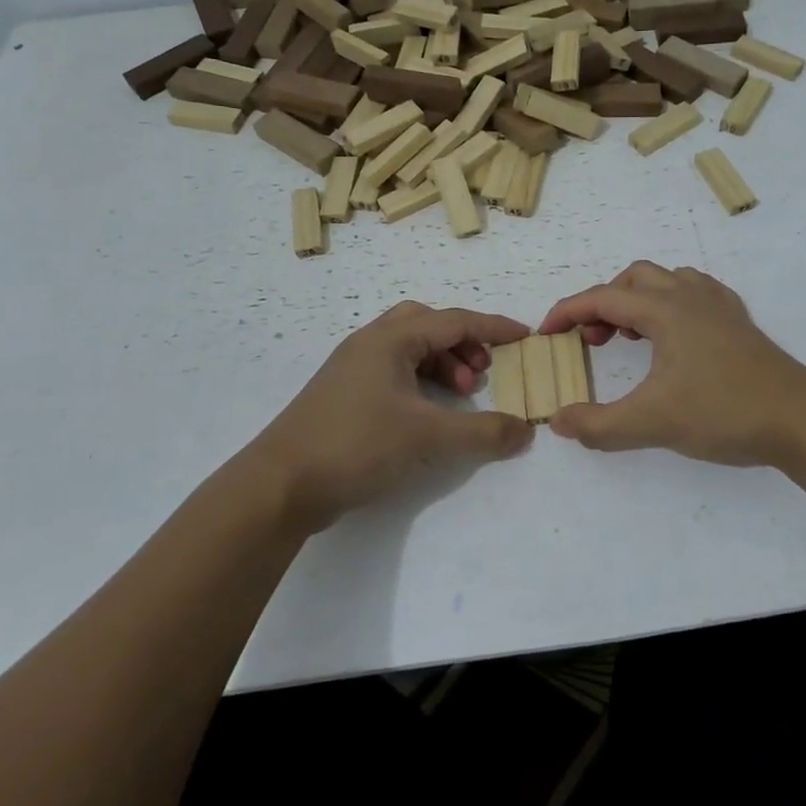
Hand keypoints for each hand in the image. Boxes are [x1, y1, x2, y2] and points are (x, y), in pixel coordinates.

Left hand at [236, 302, 533, 530]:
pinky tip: (427, 413)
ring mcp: (352, 369)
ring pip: (408, 349)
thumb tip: (525, 431)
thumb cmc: (356, 444)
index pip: (454, 320)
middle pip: (427, 325)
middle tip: (481, 373)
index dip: (493, 327)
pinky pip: (393, 371)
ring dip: (441, 364)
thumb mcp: (427, 436)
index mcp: (389, 340)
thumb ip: (482, 432)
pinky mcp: (343, 396)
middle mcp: (369, 344)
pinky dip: (420, 382)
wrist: (280, 484)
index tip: (525, 336)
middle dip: (462, 343)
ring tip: (459, 396)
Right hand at [537, 262, 805, 466]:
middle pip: (633, 279)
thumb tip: (558, 421)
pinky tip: (674, 338)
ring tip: (631, 339)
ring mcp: (719, 306)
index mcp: (665, 310)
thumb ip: (599, 425)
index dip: (567, 312)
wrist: (801, 420)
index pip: (602, 298)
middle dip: (603, 304)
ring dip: (637, 301)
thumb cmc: (724, 412)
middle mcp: (690, 296)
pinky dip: (670, 305)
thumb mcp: (652, 423)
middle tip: (593, 342)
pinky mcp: (739, 322)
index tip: (545, 334)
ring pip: (666, 281)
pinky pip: (695, 294)